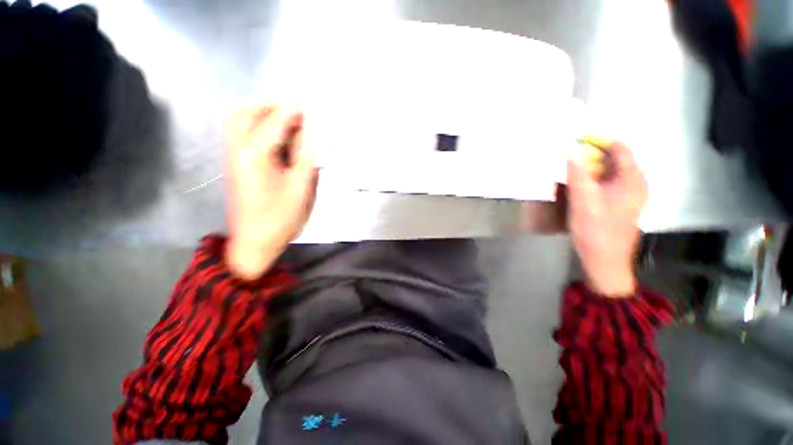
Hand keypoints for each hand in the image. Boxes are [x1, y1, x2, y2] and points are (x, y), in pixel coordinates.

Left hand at [224, 105, 317, 279]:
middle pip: (245, 112)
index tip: (305, 99)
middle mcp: (237, 150)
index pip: (274, 122)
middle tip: (294, 111)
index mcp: (255, 156)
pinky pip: (240, 134)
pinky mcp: (234, 165)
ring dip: (260, 114)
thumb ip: (307, 159)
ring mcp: (232, 157)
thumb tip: (313, 138)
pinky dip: (256, 126)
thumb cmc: (280, 218)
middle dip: (270, 105)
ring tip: (286, 121)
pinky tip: (276, 138)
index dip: (291, 110)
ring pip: (238, 121)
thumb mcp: (301, 189)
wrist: (254, 242)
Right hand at [567, 140, 646, 296]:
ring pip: (609, 171)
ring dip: (589, 169)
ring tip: (569, 172)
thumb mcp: (583, 201)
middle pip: (614, 159)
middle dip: (591, 155)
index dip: (597, 141)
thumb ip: (578, 174)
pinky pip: (607, 183)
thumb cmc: (596, 230)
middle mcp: (635, 182)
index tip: (574, 142)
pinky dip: (592, 180)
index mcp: (632, 179)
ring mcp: (629, 194)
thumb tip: (571, 150)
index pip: (619, 148)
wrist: (604, 260)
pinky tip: (578, 187)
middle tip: (567, 159)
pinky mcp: (621, 203)